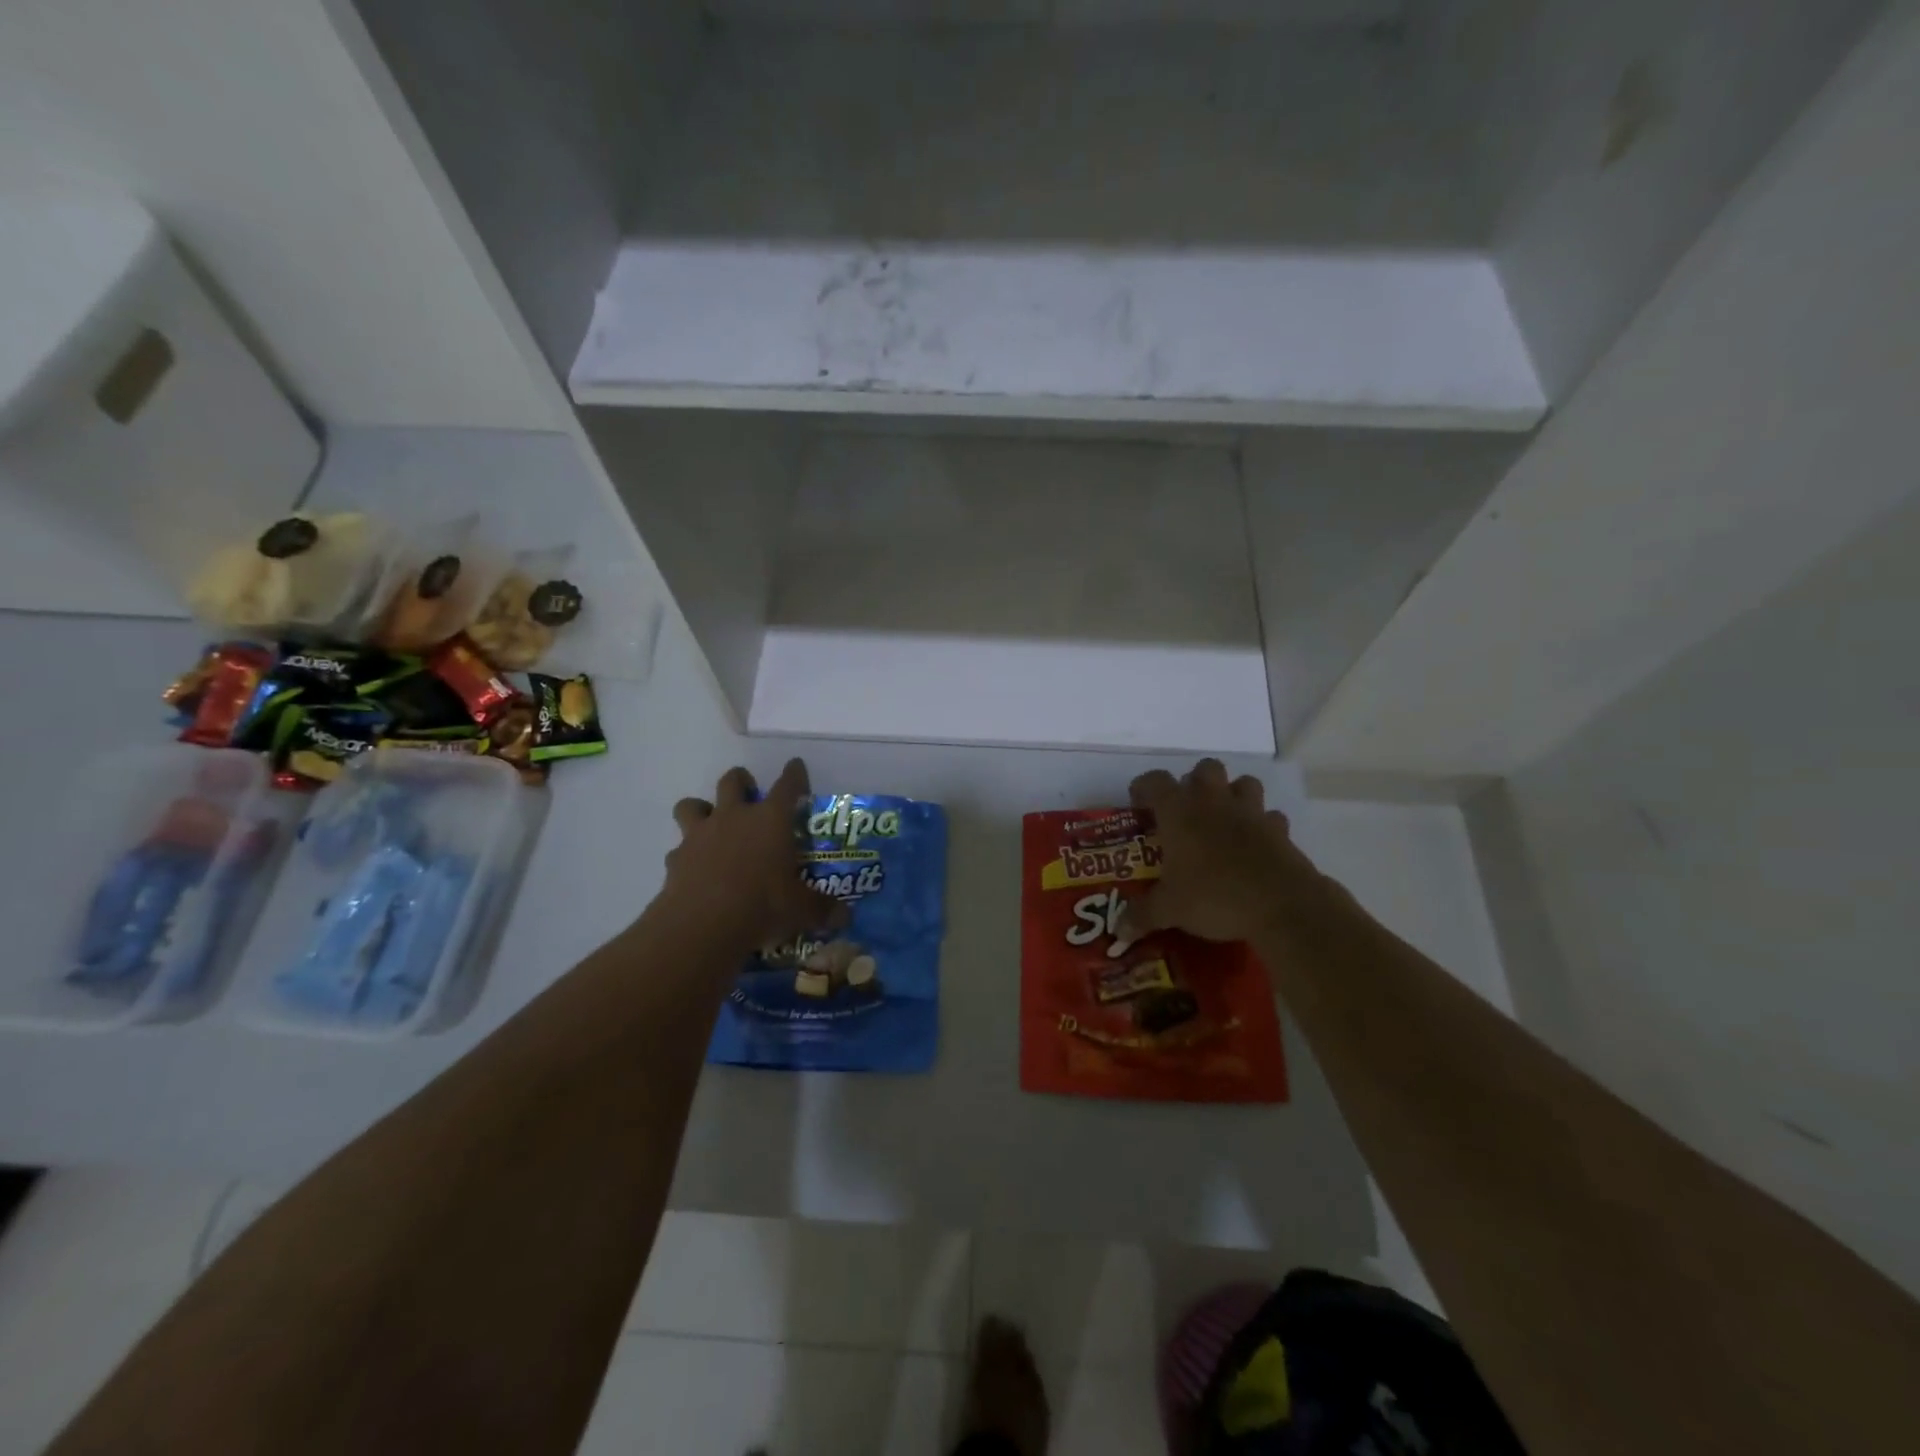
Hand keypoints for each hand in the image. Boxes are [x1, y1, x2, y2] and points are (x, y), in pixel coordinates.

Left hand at [661, 759, 846, 949]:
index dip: (794, 774)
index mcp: (771, 820)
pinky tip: (695, 869)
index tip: (796, 766)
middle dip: (741, 781)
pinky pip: (679, 847)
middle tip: (749, 793)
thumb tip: (846, 917)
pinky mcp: (676, 858)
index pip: (787, 786)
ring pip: (692, 804)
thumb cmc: (762, 905)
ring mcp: (701, 834)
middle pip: (733, 781)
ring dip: (701, 809)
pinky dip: (686, 854)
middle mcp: (735, 817)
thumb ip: (822, 909)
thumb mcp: (801, 910)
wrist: (702, 925)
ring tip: (711, 825)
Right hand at [1125, 758, 1332, 944]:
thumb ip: (1142, 915)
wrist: (1281, 905)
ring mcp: (1251, 812)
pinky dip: (1262, 825)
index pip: (1155, 781)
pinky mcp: (1280, 831)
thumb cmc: (1214, 896)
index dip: (1144, 788)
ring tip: (1223, 820)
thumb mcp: (1170, 910)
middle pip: (1205, 769)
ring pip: (1243, 783)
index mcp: (1179, 811)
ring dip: (1232, 794)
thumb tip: (1119, 930)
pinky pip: (1270, 817)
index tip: (1138, 805)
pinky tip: (1255, 845)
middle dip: (1195, 782)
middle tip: (1186, 810)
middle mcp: (1214, 802)